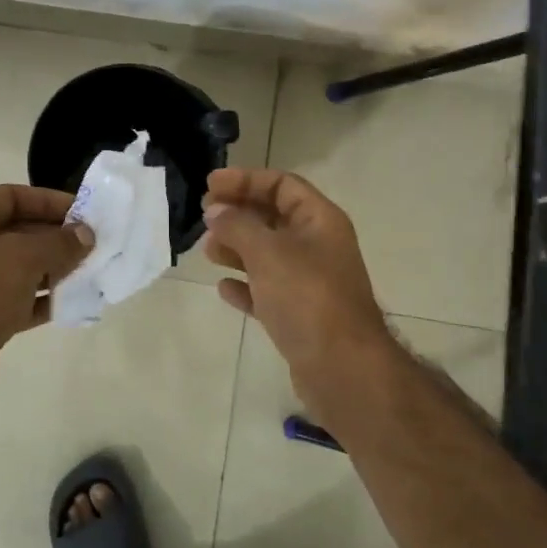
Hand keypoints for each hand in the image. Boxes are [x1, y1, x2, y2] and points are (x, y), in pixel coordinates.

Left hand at [0, 184, 93, 406]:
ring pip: (18, 267)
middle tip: (91, 243)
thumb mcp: (24, 257)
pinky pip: (17, 298)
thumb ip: (59, 242)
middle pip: (16, 231)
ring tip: (88, 271)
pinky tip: (72, 301)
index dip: (47, 200)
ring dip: (53, 268)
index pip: (10, 196)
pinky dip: (42, 298)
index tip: (82, 212)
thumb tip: (86, 235)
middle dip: (55, 237)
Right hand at [203, 168, 394, 396]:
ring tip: (207, 250)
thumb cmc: (307, 298)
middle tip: (204, 216)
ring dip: (237, 248)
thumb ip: (238, 226)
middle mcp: (318, 246)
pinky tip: (223, 288)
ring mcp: (311, 282)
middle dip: (238, 214)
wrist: (342, 367)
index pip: (282, 185)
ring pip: (268, 254)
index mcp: (320, 221)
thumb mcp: (268, 252)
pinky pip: (268, 291)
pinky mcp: (300, 315)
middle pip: (274, 217)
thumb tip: (215, 211)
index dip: (245, 180)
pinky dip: (246, 285)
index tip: (210, 185)